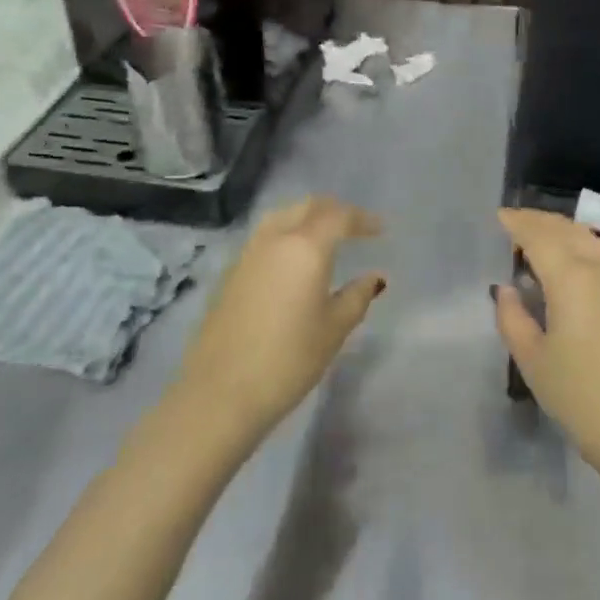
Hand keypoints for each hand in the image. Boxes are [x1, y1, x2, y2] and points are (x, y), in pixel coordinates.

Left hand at [175, 196, 386, 444]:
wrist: (220, 393)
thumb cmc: (288, 360)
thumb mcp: (334, 329)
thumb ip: (356, 296)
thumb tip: (373, 277)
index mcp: (305, 247)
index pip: (338, 216)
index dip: (362, 219)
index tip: (379, 229)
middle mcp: (275, 239)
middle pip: (307, 207)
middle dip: (333, 210)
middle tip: (354, 226)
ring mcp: (248, 253)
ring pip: (282, 217)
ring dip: (306, 217)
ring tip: (324, 236)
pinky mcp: (231, 272)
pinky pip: (265, 236)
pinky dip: (286, 234)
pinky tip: (293, 259)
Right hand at [494, 208, 599, 498]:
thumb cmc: (583, 399)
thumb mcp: (533, 362)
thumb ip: (513, 319)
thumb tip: (507, 290)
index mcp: (572, 277)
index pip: (540, 235)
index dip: (518, 223)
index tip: (499, 217)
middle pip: (569, 230)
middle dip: (541, 221)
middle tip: (516, 224)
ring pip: (592, 241)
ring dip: (565, 232)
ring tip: (541, 240)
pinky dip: (584, 250)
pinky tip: (573, 269)